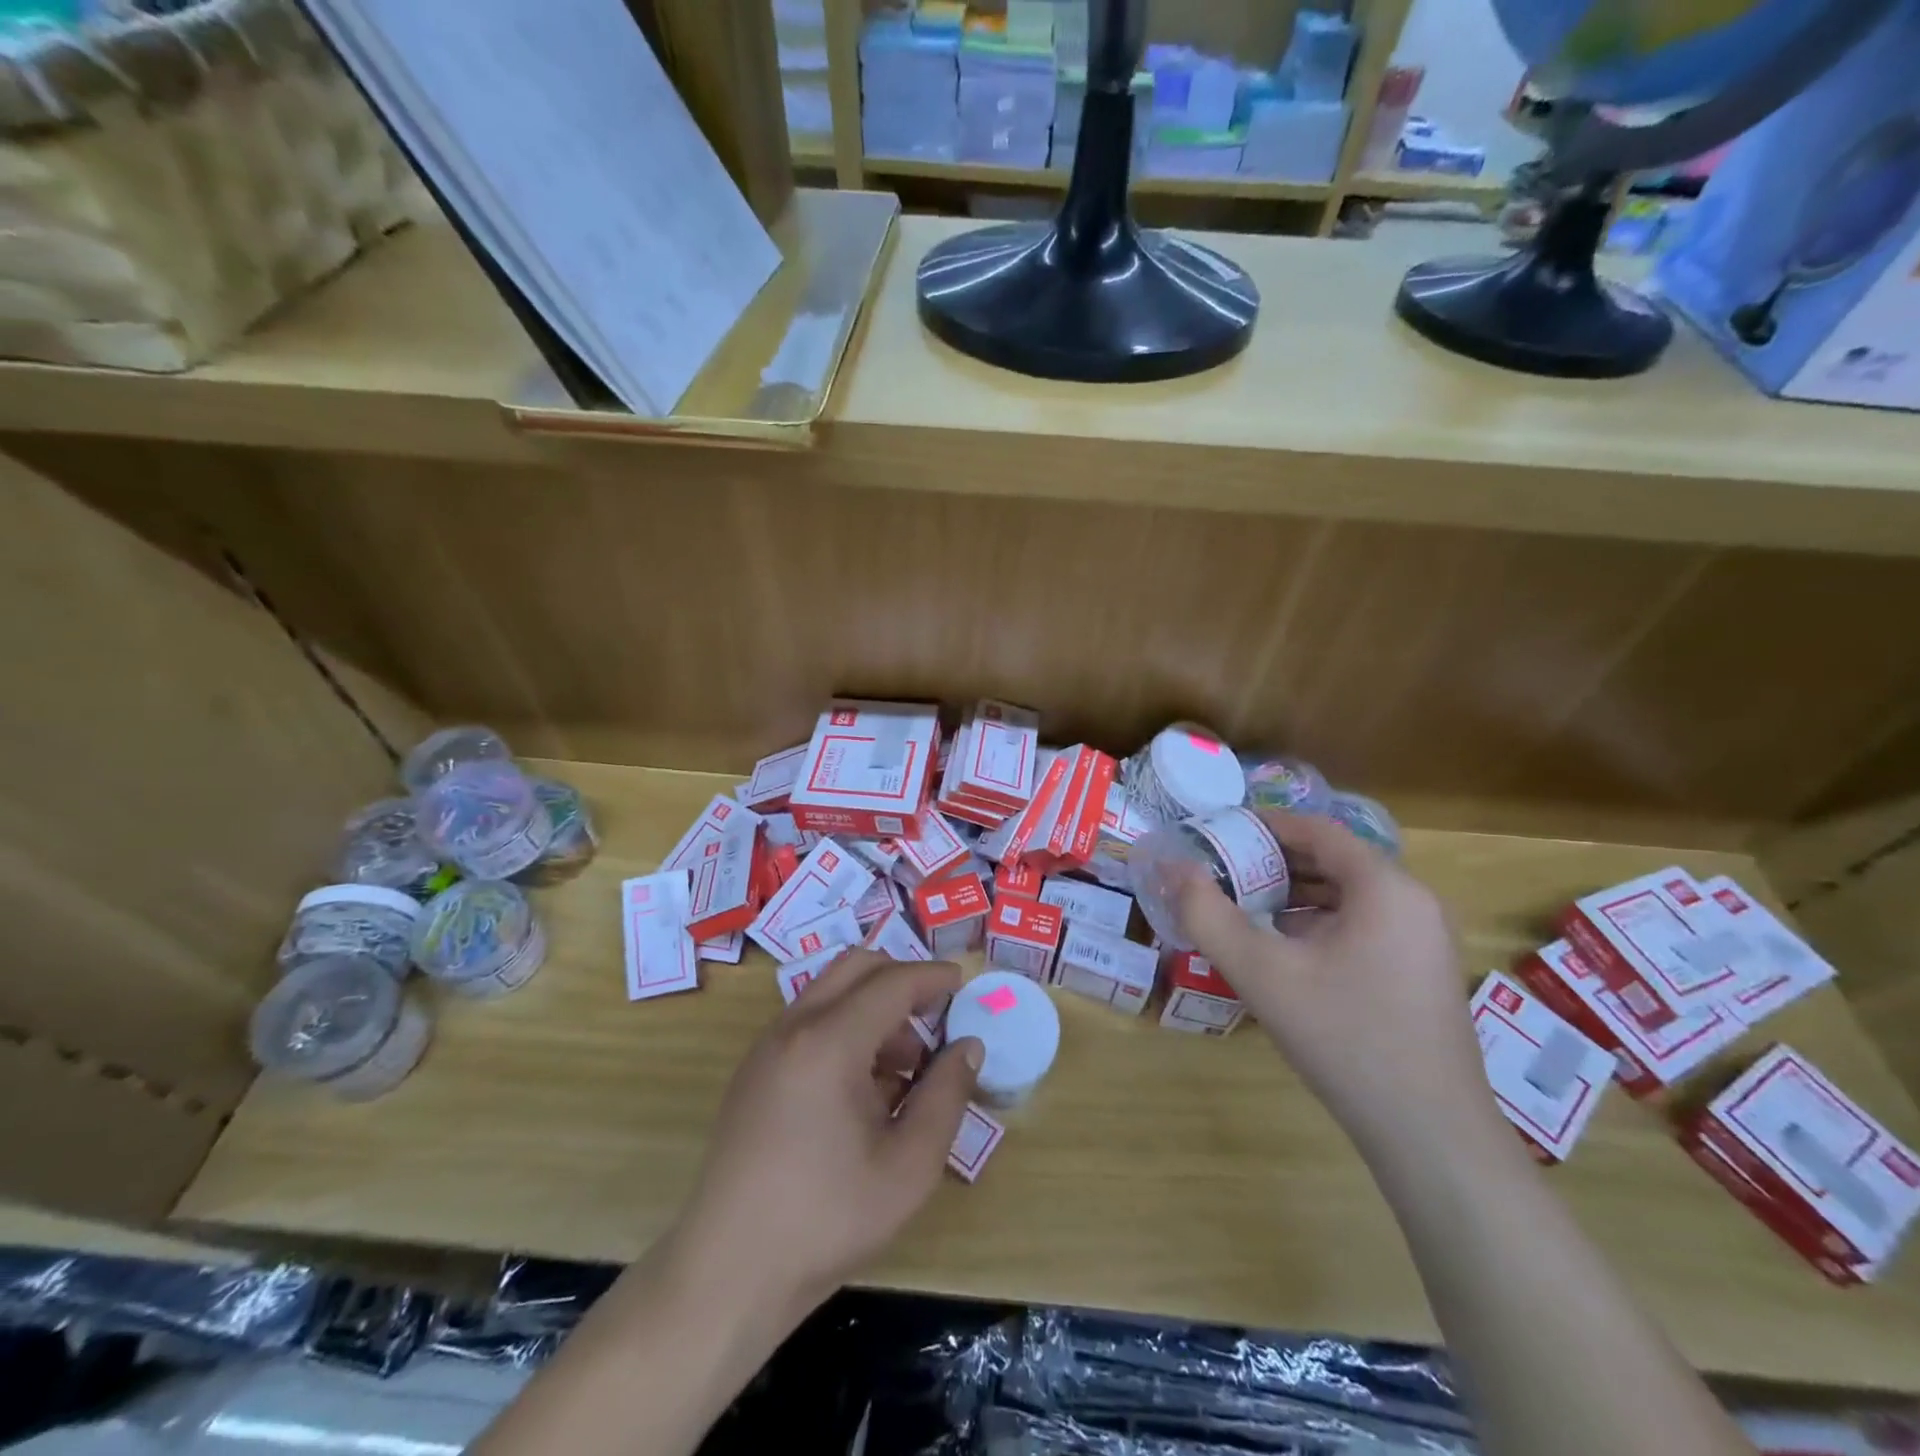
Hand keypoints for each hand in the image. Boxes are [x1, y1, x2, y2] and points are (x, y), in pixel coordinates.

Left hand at [670, 950, 982, 1324]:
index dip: (933, 978)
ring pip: (830, 990)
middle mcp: (793, 1027)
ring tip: (904, 1067)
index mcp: (829, 1042)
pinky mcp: (755, 1069)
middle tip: (935, 1017)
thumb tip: (968, 1046)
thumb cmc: (826, 1220)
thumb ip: (946, 1096)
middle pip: (856, 967)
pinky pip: (809, 1020)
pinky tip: (863, 1087)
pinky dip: (845, 1026)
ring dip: (873, 1005)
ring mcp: (767, 1046)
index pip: (892, 982)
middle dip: (901, 980)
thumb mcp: (908, 1167)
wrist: (727, 1272)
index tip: (964, 983)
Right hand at [1173, 811, 1504, 1160]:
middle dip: (1272, 861)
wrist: (1430, 1135)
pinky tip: (1284, 951)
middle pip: (1333, 860)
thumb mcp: (1260, 971)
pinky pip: (1362, 925)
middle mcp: (1413, 902)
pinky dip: (1318, 923)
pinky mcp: (1420, 973)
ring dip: (1293, 894)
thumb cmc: (1344, 1037)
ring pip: (1347, 895)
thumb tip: (1171, 867)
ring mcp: (1423, 940)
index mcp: (1385, 887)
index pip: (1317, 829)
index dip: (1263, 824)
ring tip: (1243, 907)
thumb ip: (1207, 913)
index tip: (1216, 832)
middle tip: (1221, 872)